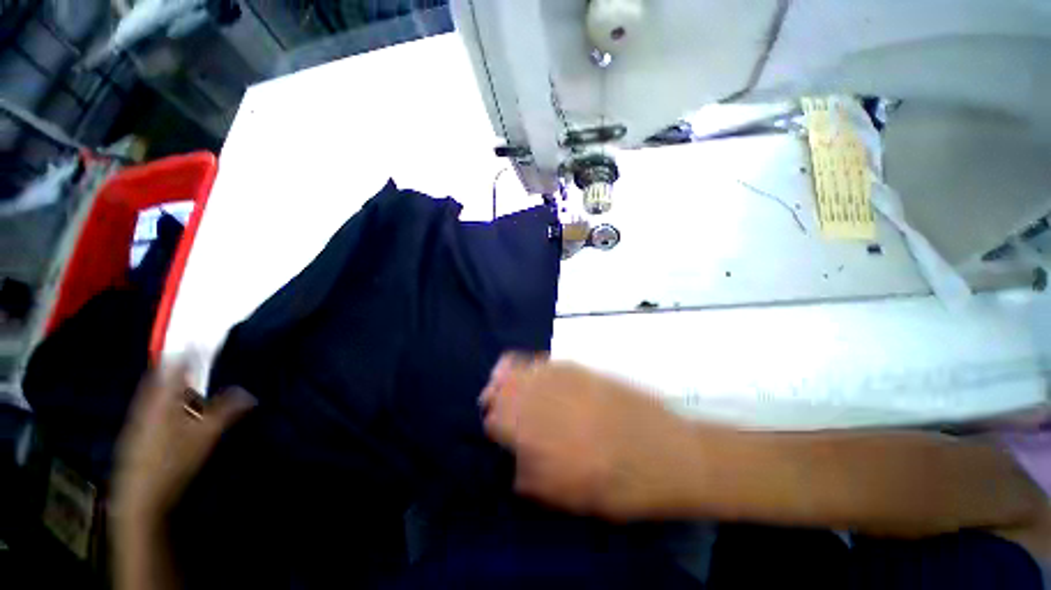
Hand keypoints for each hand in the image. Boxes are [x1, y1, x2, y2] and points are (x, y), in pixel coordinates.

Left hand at [112, 364, 255, 524]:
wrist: (140, 497)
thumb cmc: (173, 461)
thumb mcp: (206, 436)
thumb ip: (227, 411)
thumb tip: (248, 392)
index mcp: (163, 399)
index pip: (174, 366)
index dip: (187, 352)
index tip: (200, 341)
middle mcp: (147, 404)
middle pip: (160, 377)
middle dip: (177, 366)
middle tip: (195, 359)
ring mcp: (138, 419)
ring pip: (154, 392)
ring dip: (170, 383)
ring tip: (189, 382)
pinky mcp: (136, 434)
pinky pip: (151, 406)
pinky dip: (164, 400)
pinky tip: (176, 411)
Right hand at [481, 354, 697, 520]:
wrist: (667, 453)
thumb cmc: (619, 486)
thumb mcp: (570, 498)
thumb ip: (532, 479)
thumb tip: (514, 462)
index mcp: (538, 437)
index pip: (495, 419)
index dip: (491, 423)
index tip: (492, 427)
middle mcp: (545, 401)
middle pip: (504, 388)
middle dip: (494, 394)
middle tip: (492, 400)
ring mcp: (564, 380)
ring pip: (521, 369)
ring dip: (507, 375)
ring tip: (503, 380)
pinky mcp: (581, 369)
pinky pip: (545, 361)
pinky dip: (531, 365)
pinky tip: (531, 371)